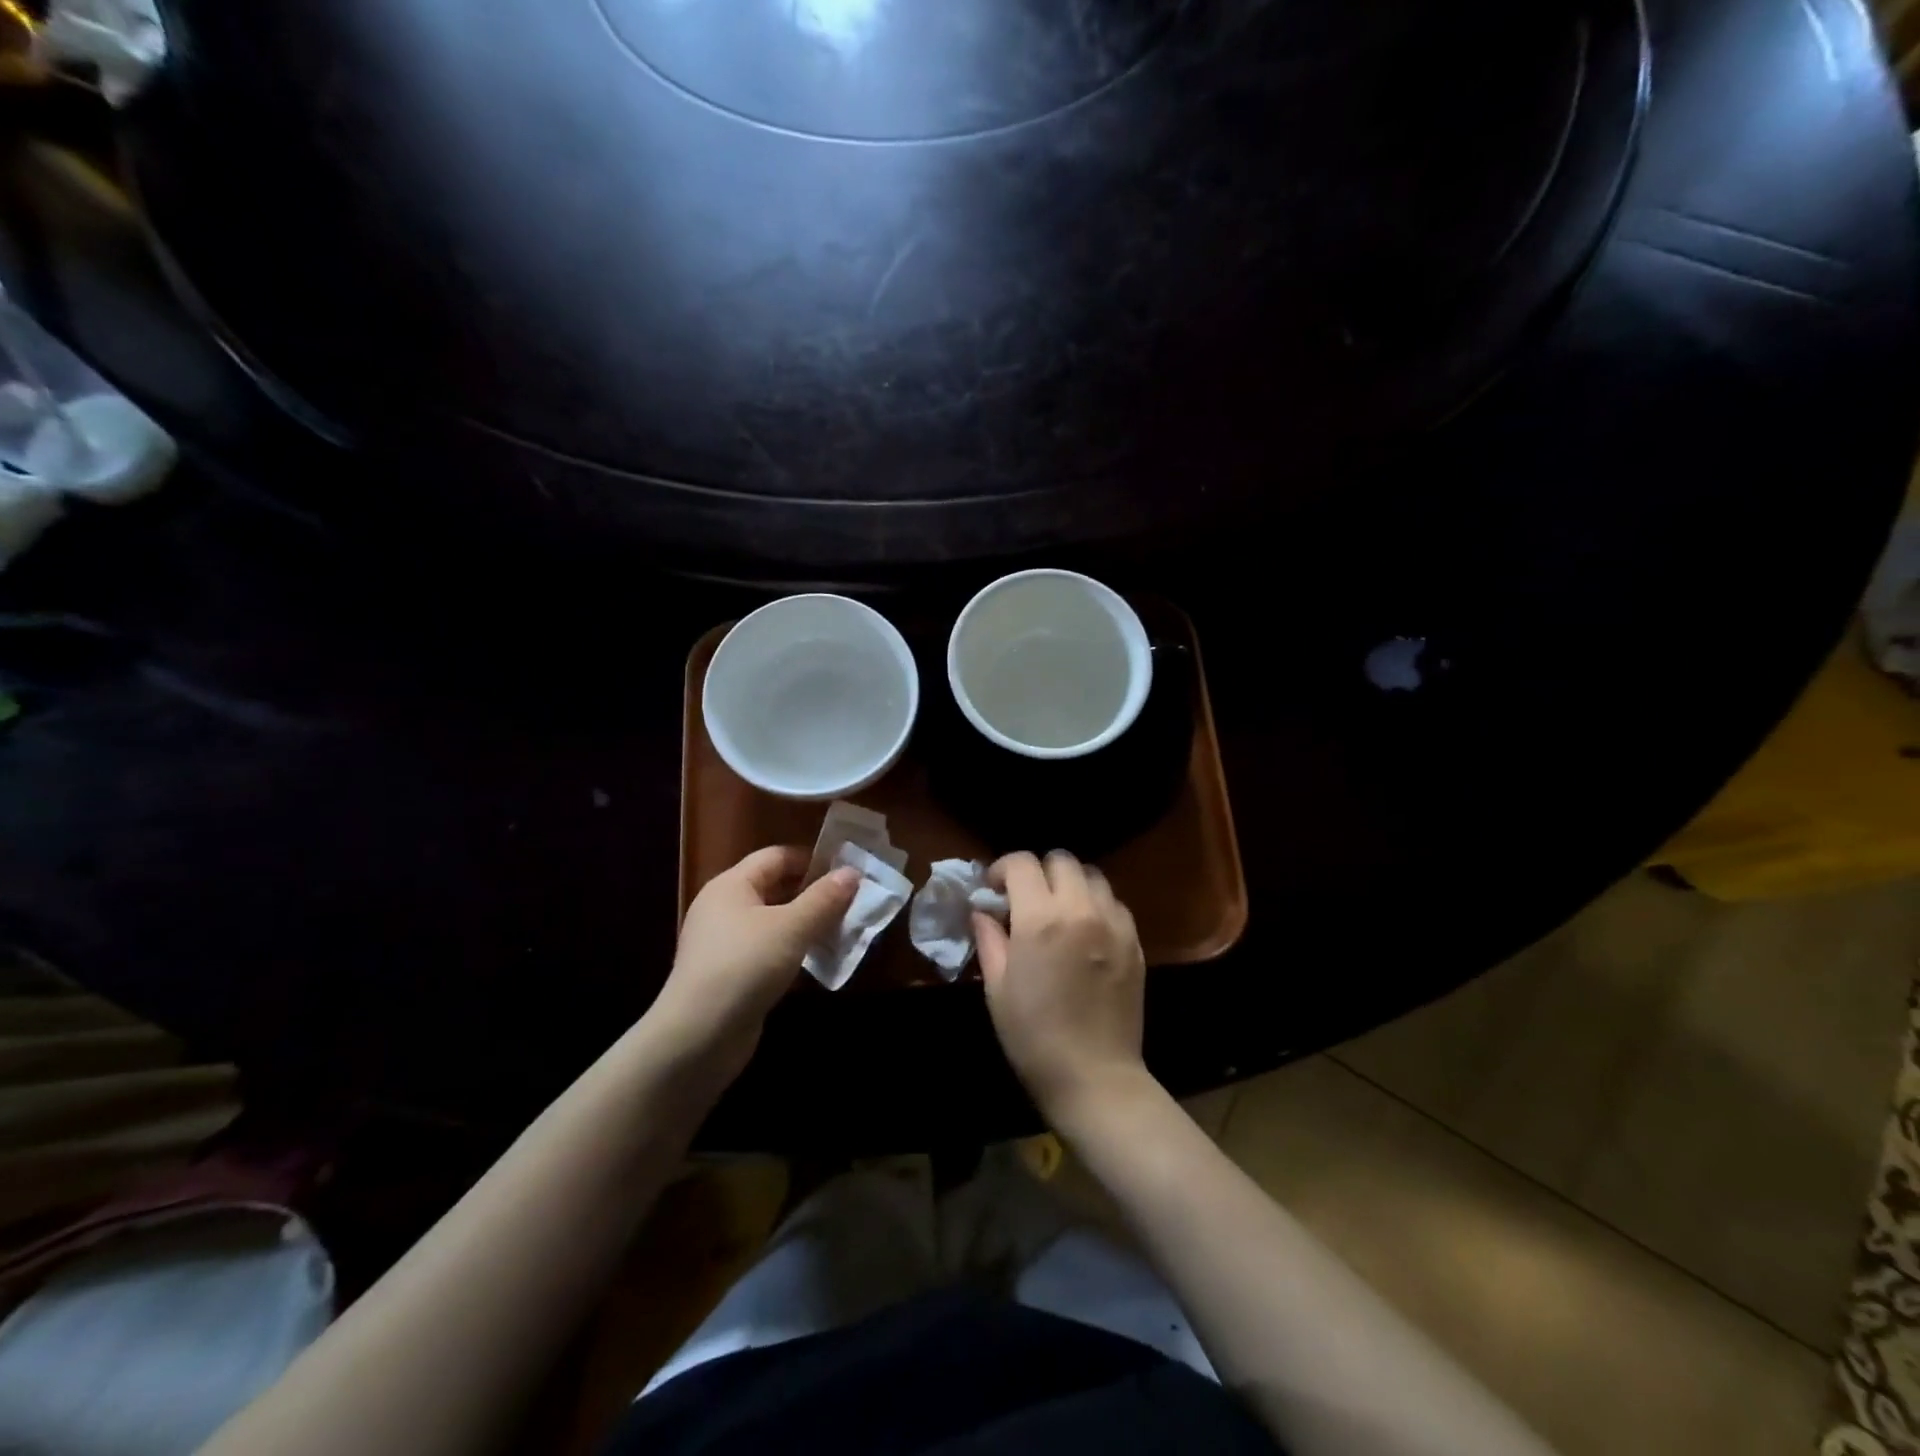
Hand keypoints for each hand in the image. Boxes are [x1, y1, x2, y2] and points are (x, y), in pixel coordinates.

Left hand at [646, 847, 856, 1081]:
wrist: (697, 1037)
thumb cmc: (744, 967)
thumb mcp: (791, 928)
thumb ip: (824, 899)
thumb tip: (852, 872)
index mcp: (731, 885)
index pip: (777, 856)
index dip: (812, 859)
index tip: (847, 872)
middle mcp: (724, 907)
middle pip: (776, 887)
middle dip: (814, 893)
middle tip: (852, 902)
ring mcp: (725, 943)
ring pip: (775, 921)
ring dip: (807, 924)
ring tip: (843, 931)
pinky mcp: (730, 974)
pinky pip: (769, 950)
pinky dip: (793, 951)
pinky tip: (817, 962)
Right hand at [974, 850, 1151, 1127]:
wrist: (1094, 1077)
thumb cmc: (1033, 1037)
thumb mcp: (998, 988)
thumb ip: (990, 939)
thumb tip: (983, 911)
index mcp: (1040, 919)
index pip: (1022, 863)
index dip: (1002, 868)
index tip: (994, 889)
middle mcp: (1080, 910)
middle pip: (1061, 859)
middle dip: (1038, 871)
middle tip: (1026, 898)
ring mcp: (1113, 924)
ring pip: (1092, 876)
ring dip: (1070, 883)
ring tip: (1059, 910)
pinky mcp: (1135, 941)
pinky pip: (1114, 903)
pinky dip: (1096, 904)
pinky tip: (1086, 930)